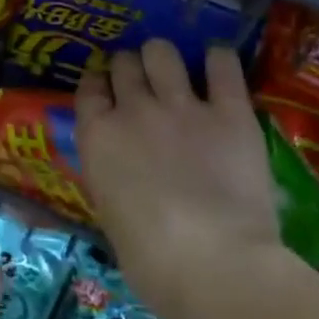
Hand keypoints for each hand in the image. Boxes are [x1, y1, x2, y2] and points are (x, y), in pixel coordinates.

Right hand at [76, 40, 294, 318]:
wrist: (214, 265)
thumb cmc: (151, 261)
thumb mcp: (110, 214)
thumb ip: (112, 177)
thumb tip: (123, 173)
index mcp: (98, 136)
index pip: (88, 88)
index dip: (98, 84)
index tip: (106, 90)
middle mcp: (133, 109)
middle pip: (124, 63)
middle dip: (130, 68)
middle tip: (142, 83)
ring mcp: (182, 106)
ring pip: (162, 53)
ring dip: (164, 58)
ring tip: (175, 70)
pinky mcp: (230, 111)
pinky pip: (222, 64)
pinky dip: (218, 60)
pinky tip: (218, 65)